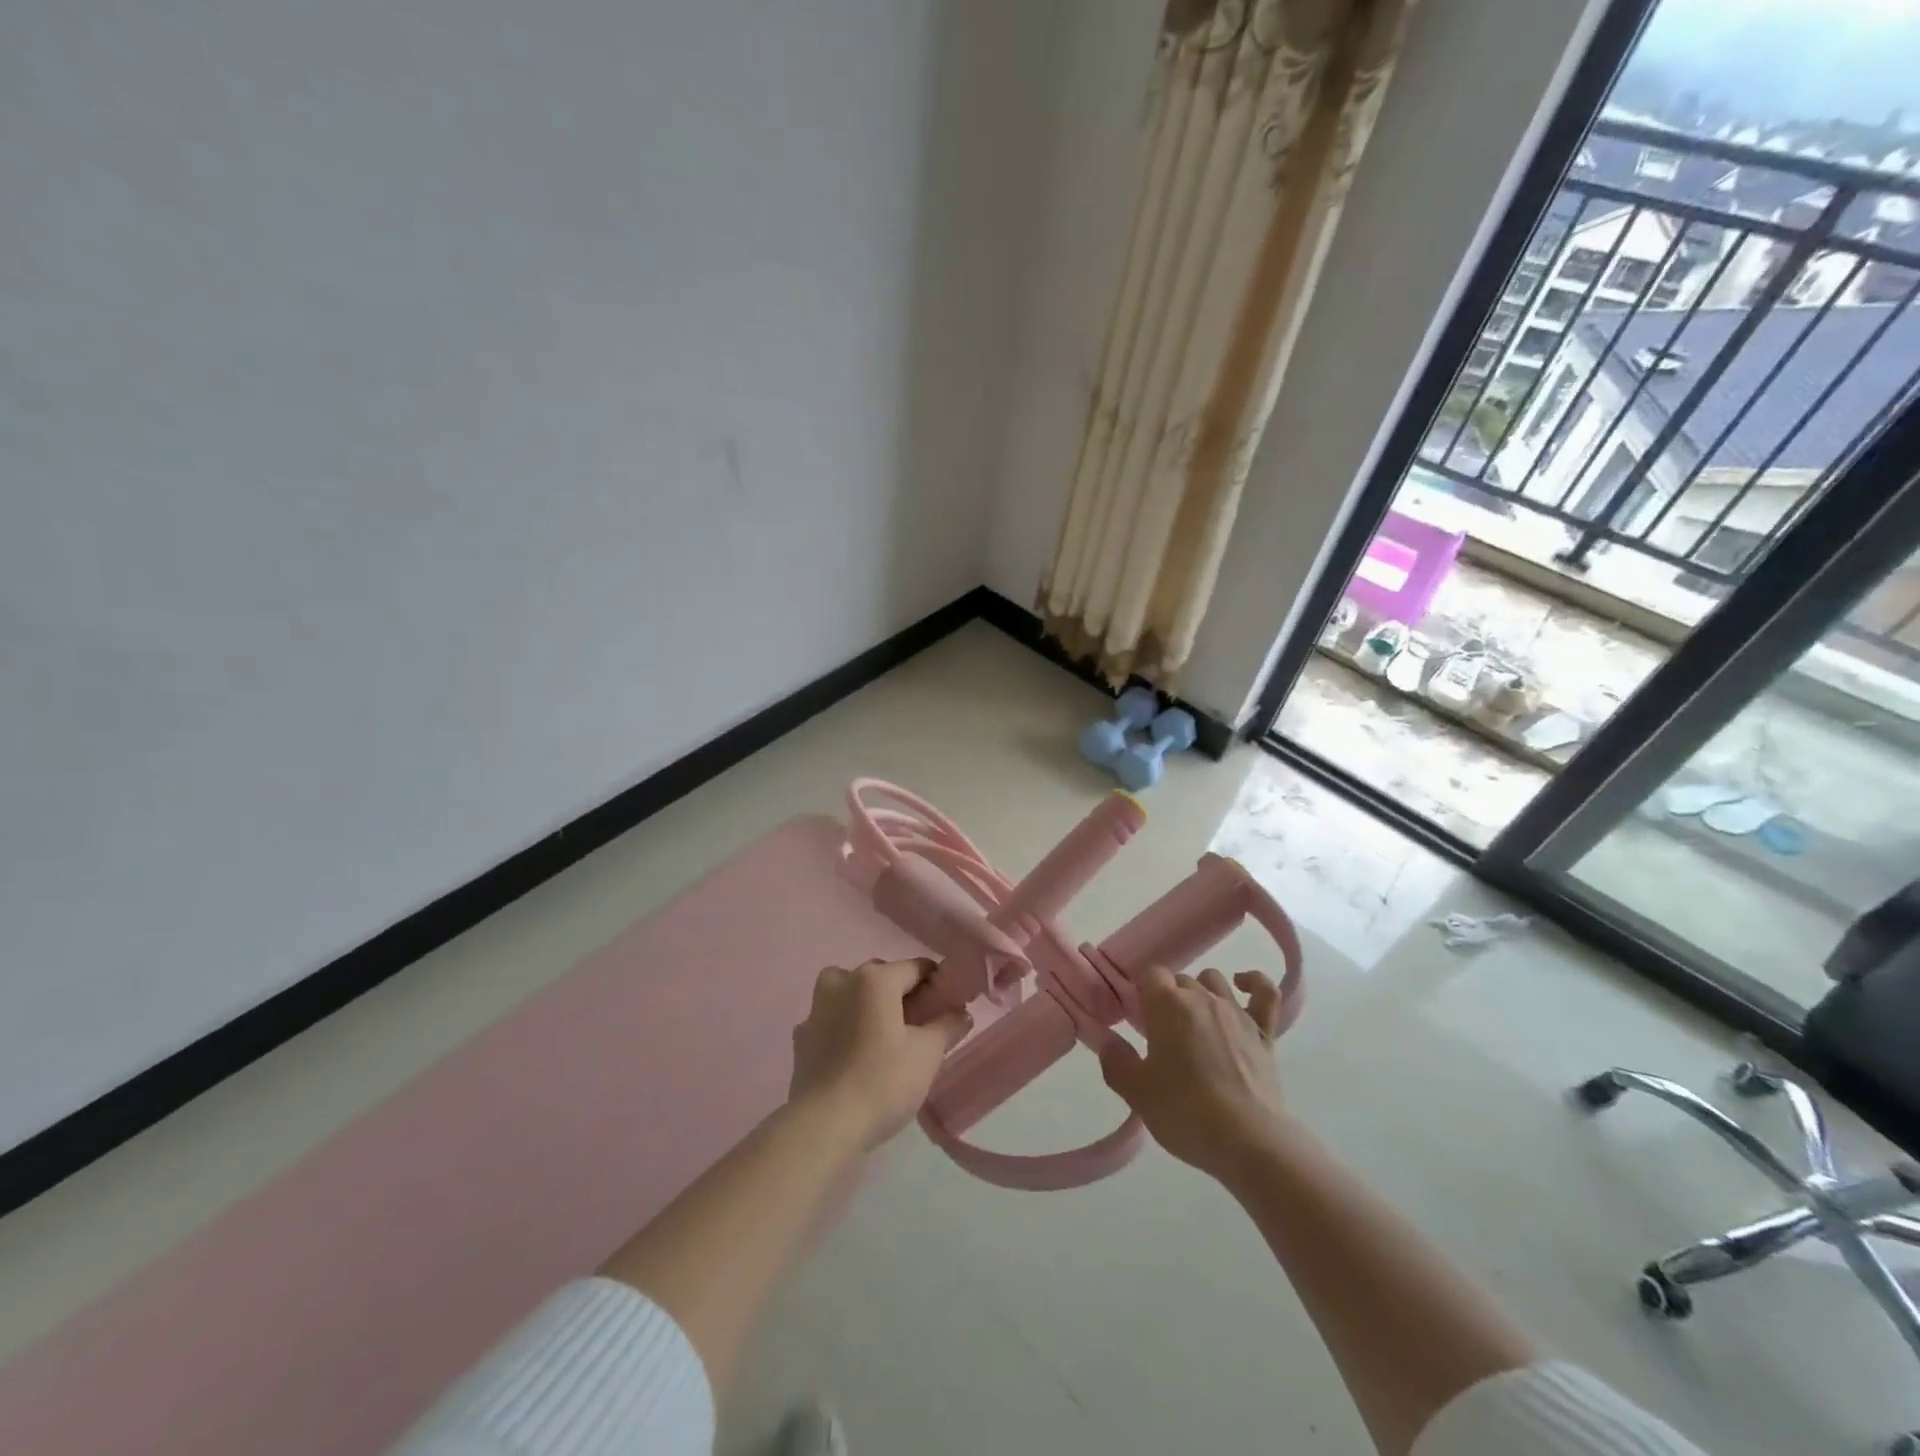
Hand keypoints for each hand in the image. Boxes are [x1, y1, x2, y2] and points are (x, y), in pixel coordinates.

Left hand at [789, 959, 971, 1148]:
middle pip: (882, 977)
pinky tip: (855, 1054)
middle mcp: (842, 981)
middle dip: (902, 994)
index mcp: (875, 979)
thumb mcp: (927, 1054)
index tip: (949, 1007)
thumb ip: (947, 1025)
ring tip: (884, 1036)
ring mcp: (817, 1008)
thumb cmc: (882, 1082)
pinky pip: (832, 1019)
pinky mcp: (802, 1036)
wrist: (824, 1125)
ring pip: (851, 992)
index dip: (937, 984)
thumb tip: (960, 1012)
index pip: (916, 968)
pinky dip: (845, 1026)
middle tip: (920, 1025)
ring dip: (868, 1005)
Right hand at [1099, 964, 1288, 1180]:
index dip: (1141, 990)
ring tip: (1195, 1021)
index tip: (1136, 1015)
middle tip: (1162, 1033)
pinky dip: (1253, 983)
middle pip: (1179, 980)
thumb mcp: (1137, 1092)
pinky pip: (1265, 992)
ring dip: (1201, 992)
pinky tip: (1242, 987)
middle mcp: (1201, 997)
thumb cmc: (1185, 1112)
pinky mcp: (1264, 1032)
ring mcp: (1236, 1011)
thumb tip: (1108, 1040)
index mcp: (1166, 1004)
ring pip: (1214, 981)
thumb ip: (1116, 1061)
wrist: (1248, 1141)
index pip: (1149, 974)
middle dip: (1168, 999)